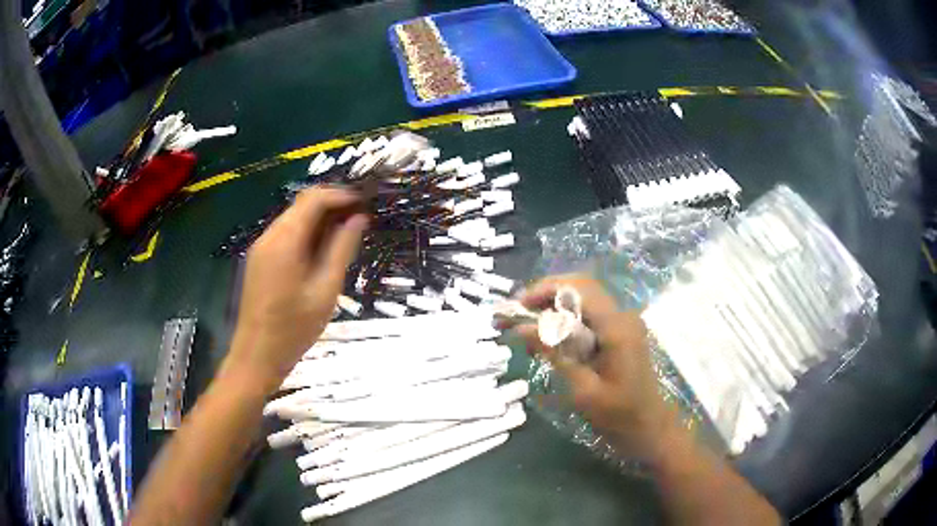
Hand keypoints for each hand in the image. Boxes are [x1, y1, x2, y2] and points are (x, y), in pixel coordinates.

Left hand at [223, 188, 367, 391]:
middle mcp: (269, 236)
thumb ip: (342, 250)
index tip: (365, 202)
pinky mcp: (259, 259)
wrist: (257, 355)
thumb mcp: (325, 290)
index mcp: (285, 241)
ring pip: (293, 218)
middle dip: (332, 204)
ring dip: (320, 218)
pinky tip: (322, 250)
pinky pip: (285, 234)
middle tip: (360, 217)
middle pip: (302, 204)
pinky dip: (306, 232)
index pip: (314, 199)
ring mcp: (261, 247)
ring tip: (346, 233)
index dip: (341, 195)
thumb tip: (359, 218)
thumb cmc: (294, 329)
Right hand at [512, 275, 677, 459]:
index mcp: (617, 327)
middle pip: (581, 287)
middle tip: (518, 315)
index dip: (544, 289)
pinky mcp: (621, 333)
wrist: (651, 429)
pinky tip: (549, 338)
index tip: (517, 307)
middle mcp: (623, 316)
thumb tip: (521, 327)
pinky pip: (590, 316)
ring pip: (584, 299)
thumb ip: (555, 354)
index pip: (578, 288)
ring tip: (527, 327)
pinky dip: (566, 320)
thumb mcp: (584, 389)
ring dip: (554, 307)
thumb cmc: (620, 416)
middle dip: (546, 295)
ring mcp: (624, 323)